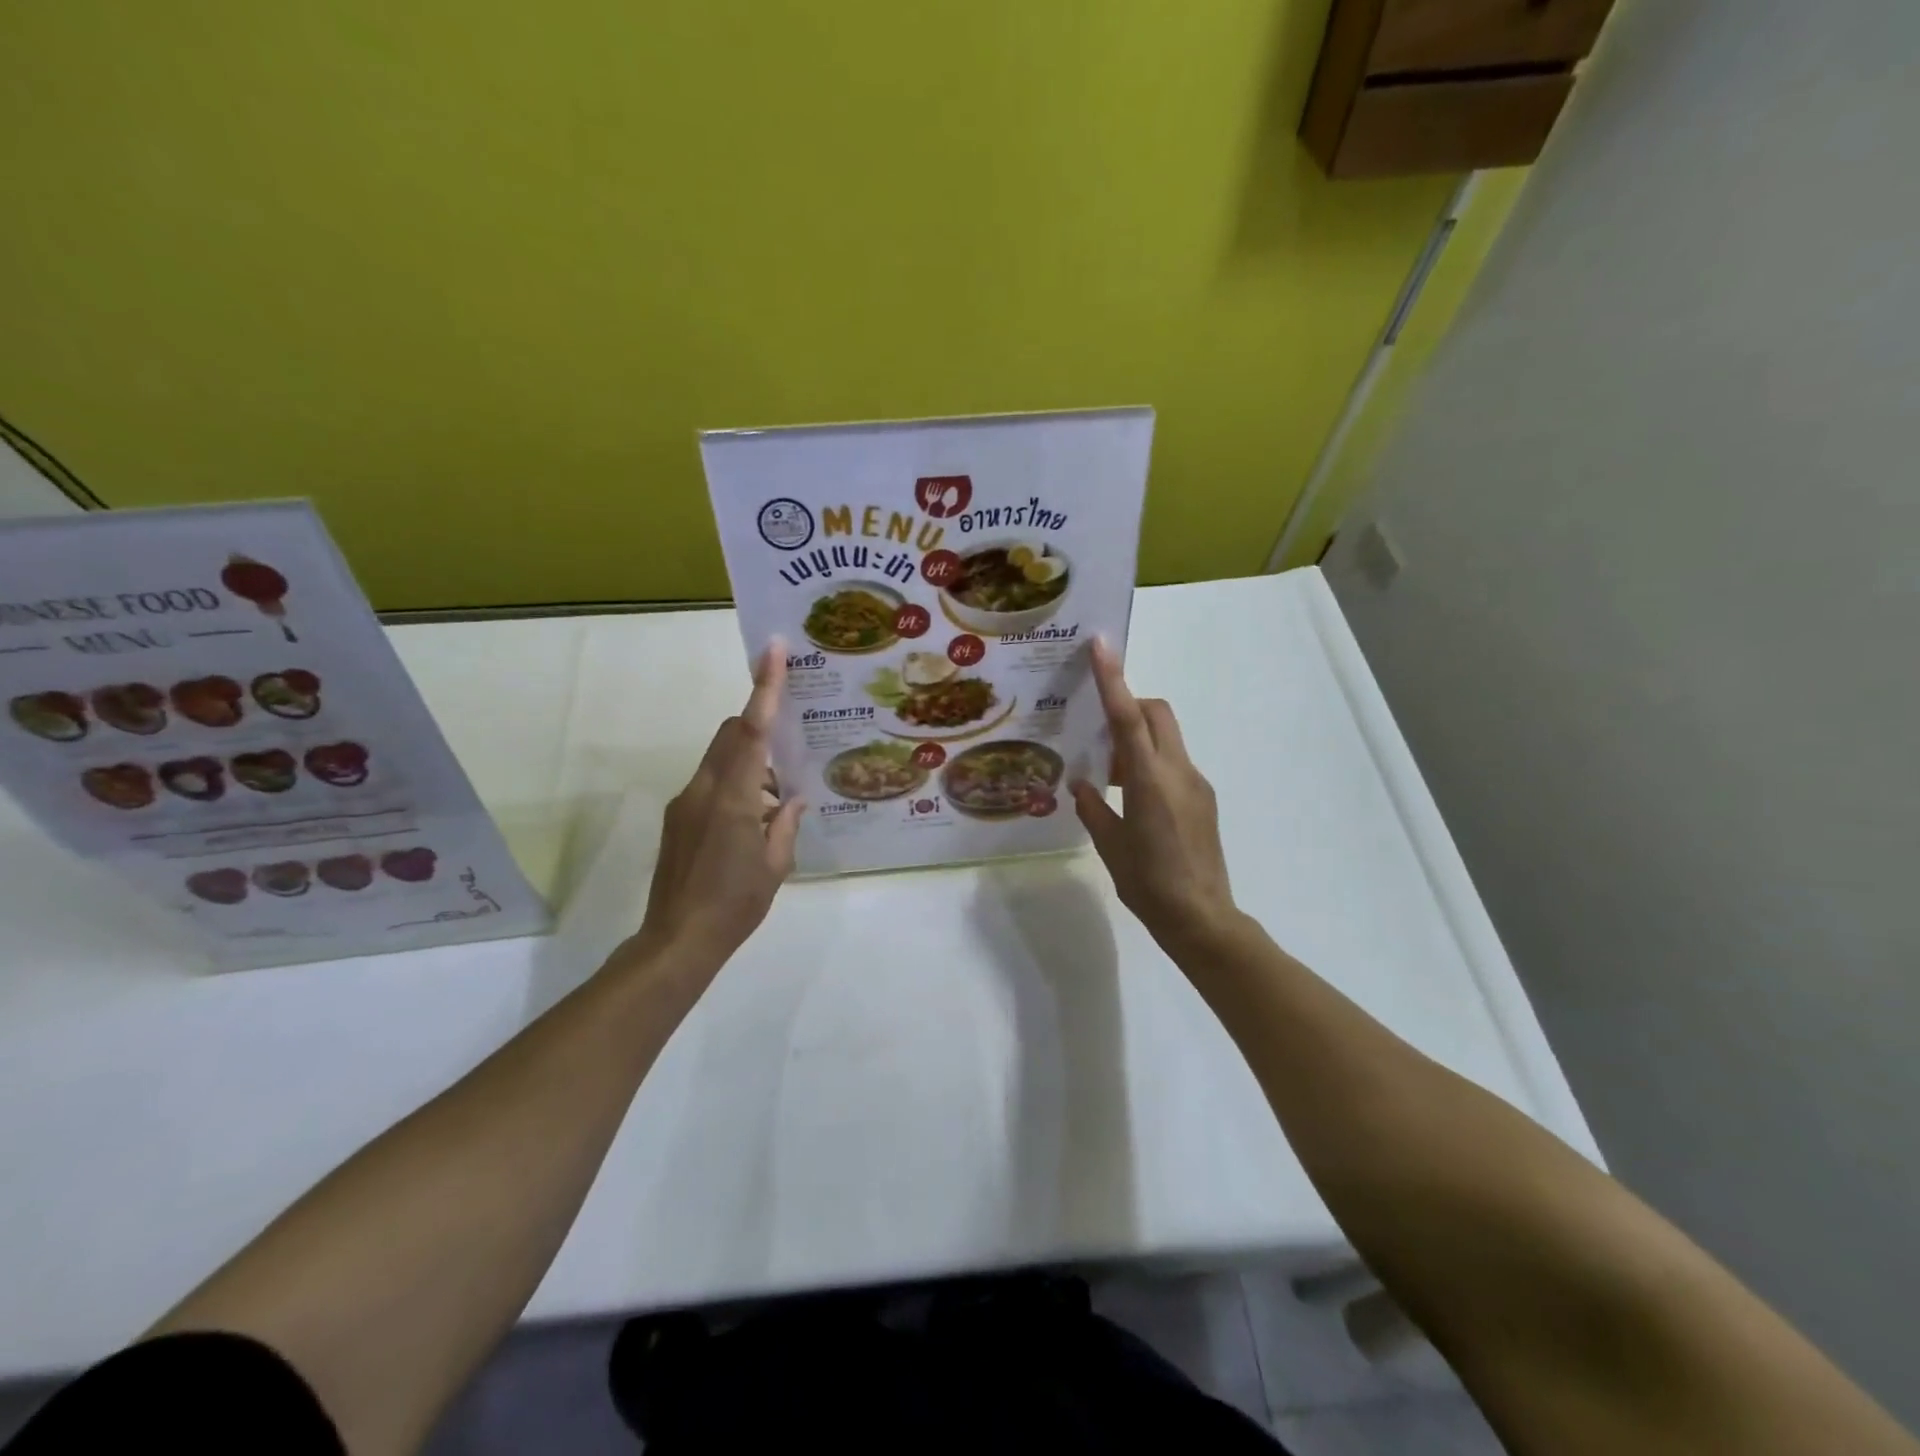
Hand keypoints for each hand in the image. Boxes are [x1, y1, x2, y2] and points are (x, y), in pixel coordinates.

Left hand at [625, 646, 805, 976]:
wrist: (677, 940)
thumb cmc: (735, 904)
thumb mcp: (776, 865)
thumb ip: (786, 823)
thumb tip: (793, 798)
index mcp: (734, 798)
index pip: (750, 730)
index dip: (763, 688)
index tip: (771, 651)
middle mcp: (704, 789)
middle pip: (730, 734)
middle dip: (757, 724)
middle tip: (791, 739)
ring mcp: (685, 802)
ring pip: (720, 758)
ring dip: (749, 760)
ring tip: (778, 793)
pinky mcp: (678, 818)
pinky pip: (711, 782)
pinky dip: (735, 782)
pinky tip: (754, 817)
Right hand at [1072, 640, 1238, 958]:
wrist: (1202, 919)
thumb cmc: (1148, 884)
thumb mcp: (1110, 845)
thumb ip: (1093, 808)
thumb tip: (1082, 785)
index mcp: (1150, 780)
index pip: (1129, 717)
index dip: (1114, 679)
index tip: (1102, 646)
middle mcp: (1178, 772)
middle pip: (1157, 713)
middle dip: (1130, 704)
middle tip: (1099, 729)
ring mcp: (1196, 784)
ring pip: (1167, 737)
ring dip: (1138, 739)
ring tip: (1110, 775)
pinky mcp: (1204, 800)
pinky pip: (1174, 763)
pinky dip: (1151, 763)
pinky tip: (1133, 799)